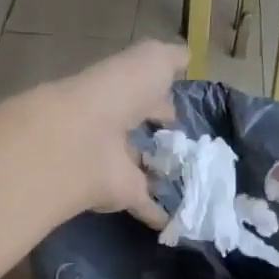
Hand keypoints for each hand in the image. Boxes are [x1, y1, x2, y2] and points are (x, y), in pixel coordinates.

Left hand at [45, 39, 184, 227]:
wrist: (84, 139)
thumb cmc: (119, 93)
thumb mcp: (151, 61)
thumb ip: (170, 58)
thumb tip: (186, 56)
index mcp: (120, 93)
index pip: (143, 94)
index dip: (161, 100)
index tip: (179, 112)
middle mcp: (114, 127)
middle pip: (138, 132)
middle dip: (160, 138)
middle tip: (189, 150)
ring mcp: (115, 163)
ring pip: (141, 168)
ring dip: (160, 175)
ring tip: (194, 184)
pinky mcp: (120, 194)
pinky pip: (143, 204)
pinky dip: (159, 213)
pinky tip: (182, 221)